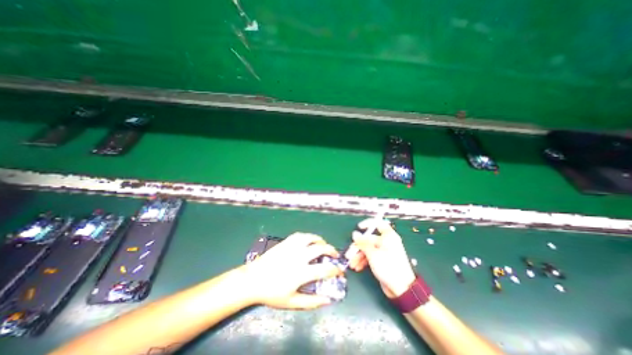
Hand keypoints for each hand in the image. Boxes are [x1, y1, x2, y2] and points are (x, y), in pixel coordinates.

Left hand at [242, 232, 342, 308]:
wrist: (253, 279)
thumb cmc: (272, 292)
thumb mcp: (291, 302)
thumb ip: (311, 302)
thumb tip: (328, 300)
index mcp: (301, 272)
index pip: (325, 269)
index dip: (336, 270)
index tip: (340, 271)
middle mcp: (299, 256)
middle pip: (321, 249)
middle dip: (332, 251)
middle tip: (335, 255)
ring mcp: (292, 247)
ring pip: (311, 238)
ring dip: (320, 240)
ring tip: (323, 245)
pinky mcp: (285, 242)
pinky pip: (300, 235)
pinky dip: (308, 236)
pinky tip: (309, 240)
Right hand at [345, 219, 414, 295]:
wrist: (401, 289)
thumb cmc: (388, 267)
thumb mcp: (373, 254)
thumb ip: (362, 243)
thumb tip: (355, 234)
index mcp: (388, 236)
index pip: (378, 223)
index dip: (368, 223)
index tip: (359, 227)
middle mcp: (386, 242)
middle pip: (369, 239)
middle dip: (358, 247)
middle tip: (349, 254)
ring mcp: (384, 252)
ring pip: (368, 249)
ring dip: (359, 256)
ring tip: (352, 263)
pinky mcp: (382, 261)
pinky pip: (370, 257)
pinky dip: (363, 261)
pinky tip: (357, 267)